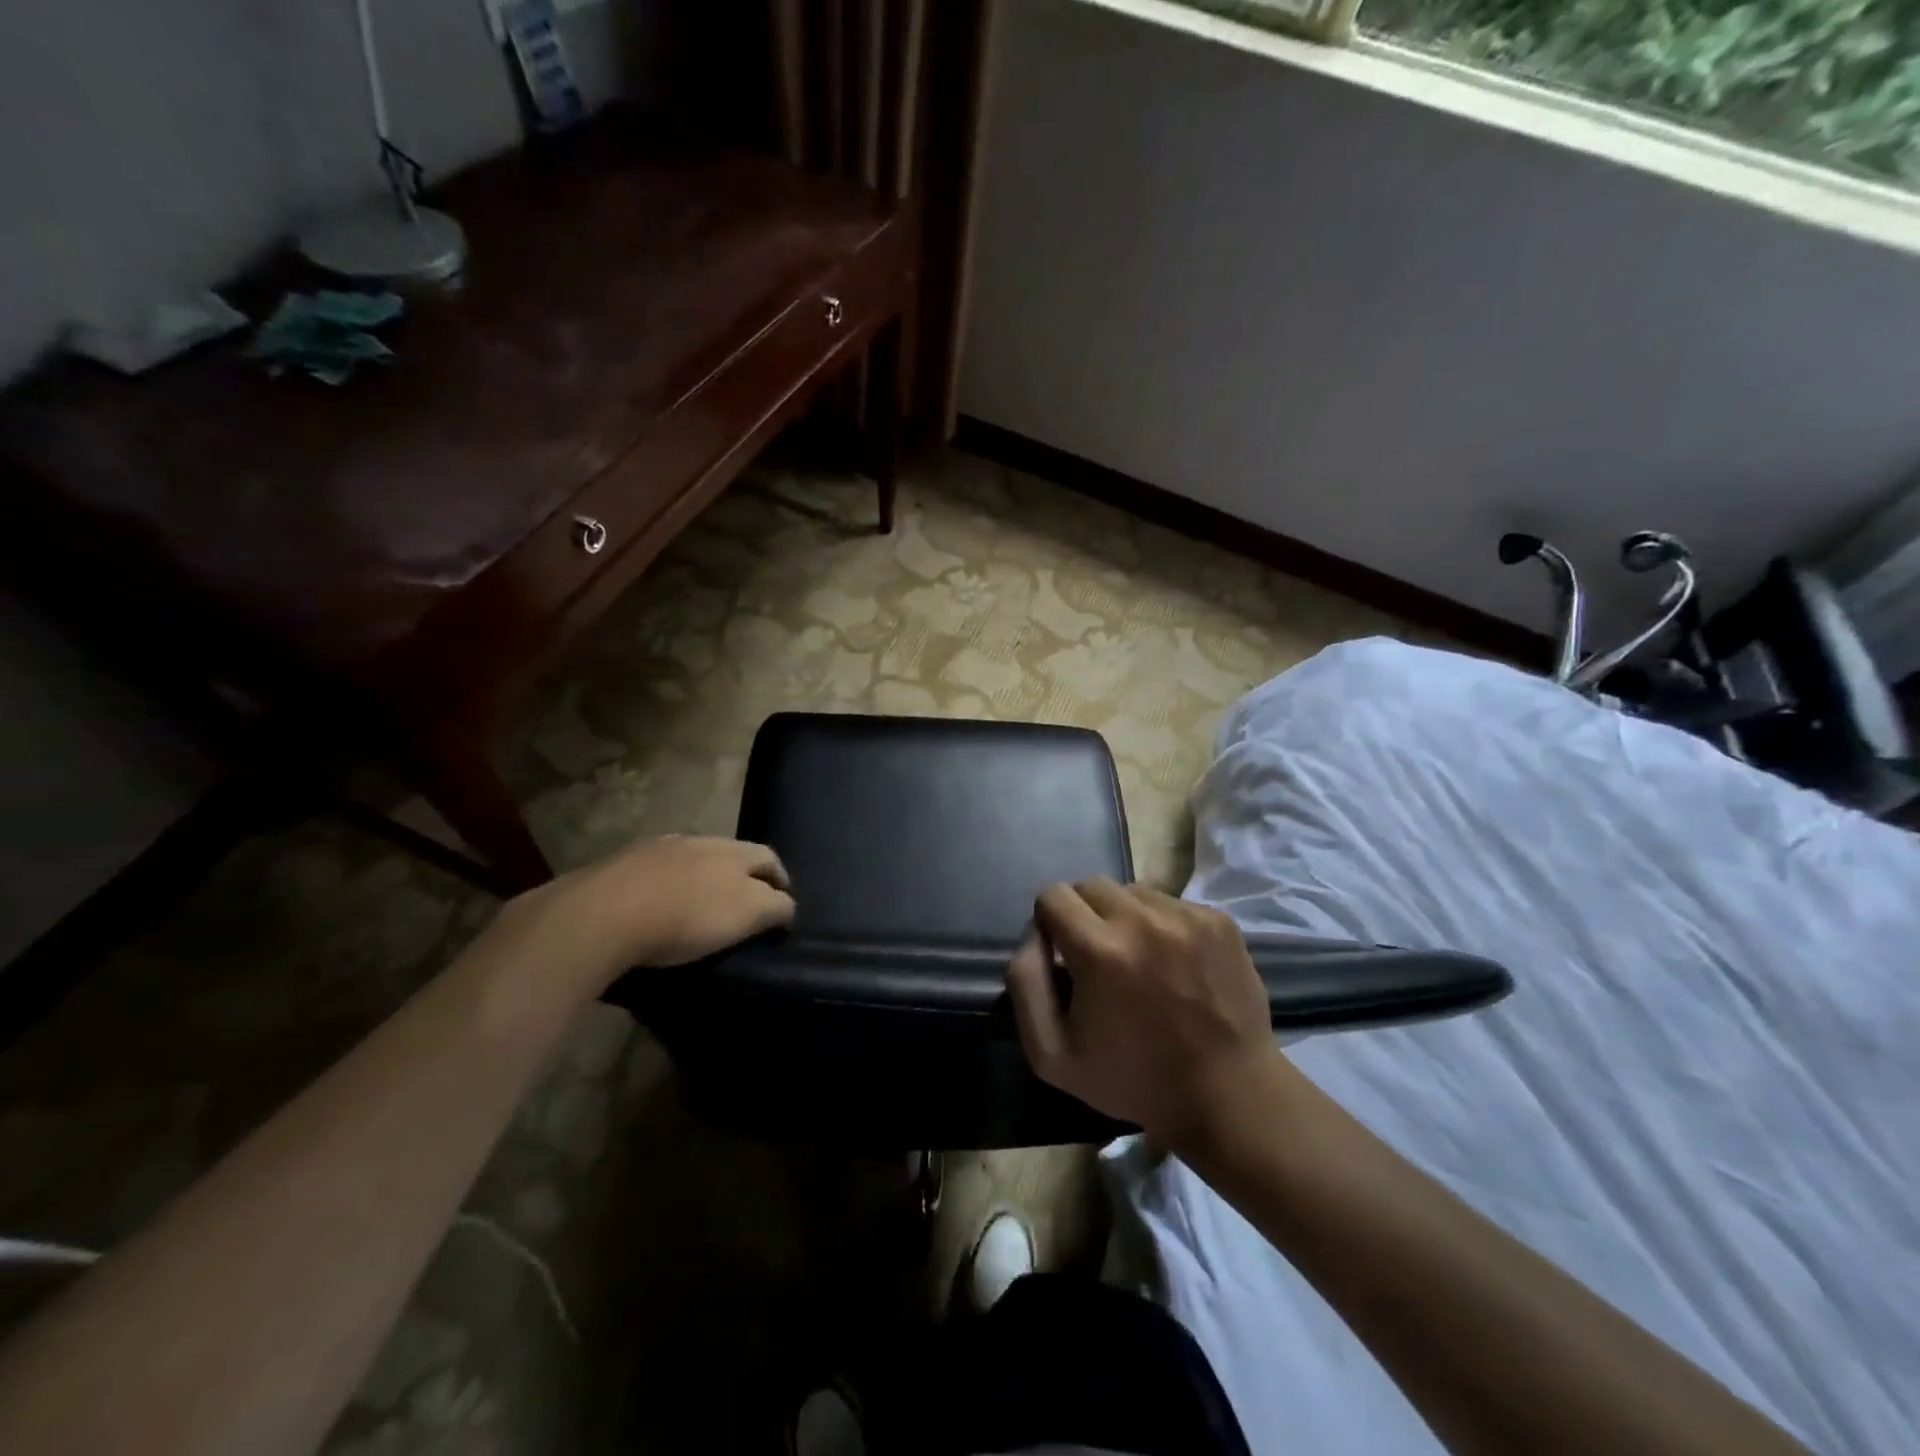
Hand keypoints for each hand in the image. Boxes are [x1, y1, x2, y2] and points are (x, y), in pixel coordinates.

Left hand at [496, 836, 795, 992]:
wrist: (602, 914)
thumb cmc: (686, 917)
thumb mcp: (745, 916)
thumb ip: (774, 907)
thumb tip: (788, 905)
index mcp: (732, 850)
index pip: (769, 857)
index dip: (781, 879)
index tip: (783, 902)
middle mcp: (698, 840)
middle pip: (731, 854)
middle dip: (742, 875)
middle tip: (744, 906)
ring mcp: (656, 849)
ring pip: (692, 860)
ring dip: (703, 878)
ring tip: (699, 907)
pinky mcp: (620, 865)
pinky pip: (656, 872)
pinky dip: (667, 886)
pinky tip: (658, 907)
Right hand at [1006, 877, 1278, 1148]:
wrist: (1228, 1095)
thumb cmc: (1134, 1079)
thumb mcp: (1052, 1054)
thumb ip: (1025, 984)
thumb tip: (1033, 935)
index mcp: (1100, 950)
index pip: (1053, 895)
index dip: (1049, 923)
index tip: (1063, 956)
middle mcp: (1143, 919)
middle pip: (1091, 885)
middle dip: (1084, 915)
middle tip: (1099, 957)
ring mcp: (1186, 916)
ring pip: (1132, 891)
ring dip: (1124, 916)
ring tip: (1140, 960)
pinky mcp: (1218, 920)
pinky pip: (1171, 903)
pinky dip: (1162, 925)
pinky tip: (1174, 964)